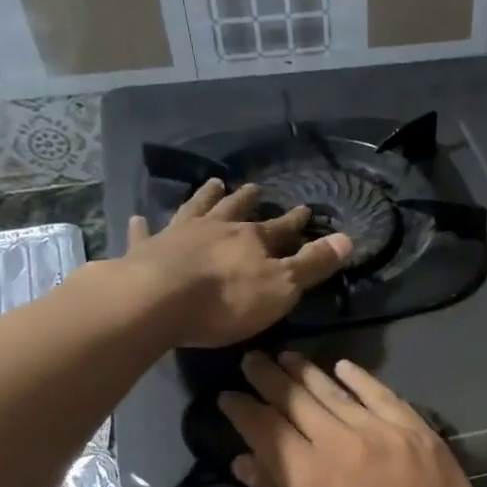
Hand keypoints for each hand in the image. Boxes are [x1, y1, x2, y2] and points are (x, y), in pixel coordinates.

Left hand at [124, 180, 350, 347]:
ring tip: (212, 184)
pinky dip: (143, 226)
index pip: (280, 228)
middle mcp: (215, 229)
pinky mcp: (144, 252)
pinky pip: (145, 234)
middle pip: (234, 210)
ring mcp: (177, 236)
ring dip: (205, 198)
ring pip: (194, 210)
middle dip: (247, 200)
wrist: (156, 301)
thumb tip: (347, 238)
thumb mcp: (282, 286)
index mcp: (251, 239)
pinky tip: (138, 218)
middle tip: (254, 187)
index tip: (305, 210)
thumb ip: (313, 264)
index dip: (294, 221)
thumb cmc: (226, 299)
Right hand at [219, 351, 486, 486]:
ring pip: (336, 392)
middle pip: (296, 399)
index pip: (263, 427)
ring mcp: (384, 432)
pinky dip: (360, 378)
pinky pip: (383, 394)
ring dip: (307, 372)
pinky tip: (343, 367)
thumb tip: (245, 461)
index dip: (241, 408)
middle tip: (251, 360)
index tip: (226, 395)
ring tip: (287, 357)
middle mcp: (341, 442)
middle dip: (268, 378)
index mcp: (306, 475)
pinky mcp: (418, 431)